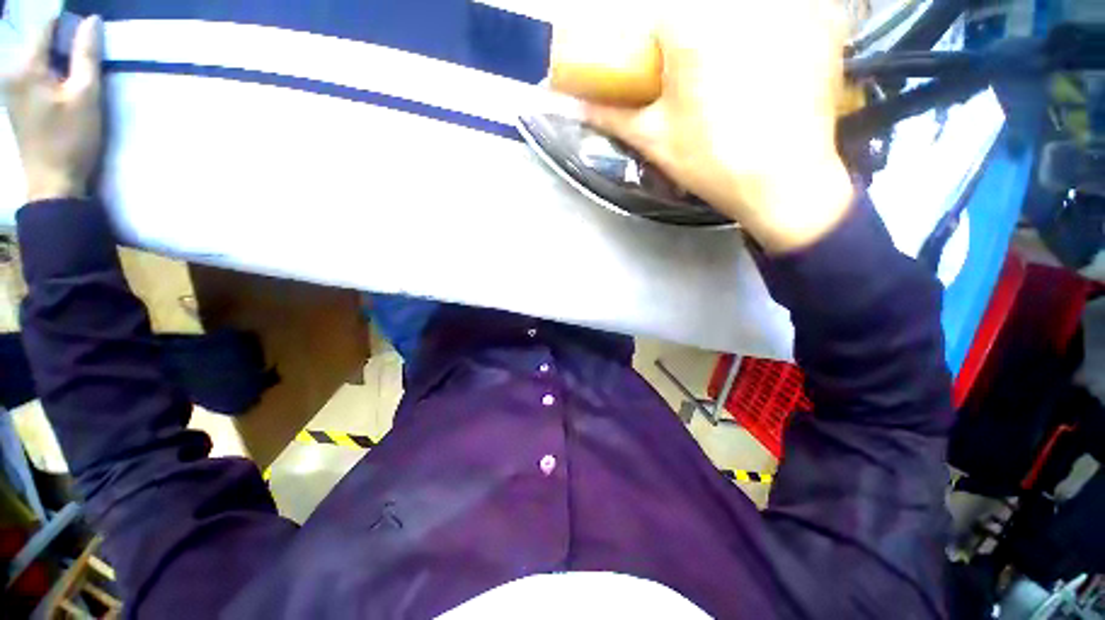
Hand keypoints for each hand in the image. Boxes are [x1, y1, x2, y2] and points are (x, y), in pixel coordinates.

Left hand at [3, 16, 103, 202]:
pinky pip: (33, 72)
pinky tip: (62, 86)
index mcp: (25, 66)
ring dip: (57, 58)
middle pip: (40, 41)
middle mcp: (11, 70)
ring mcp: (11, 87)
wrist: (52, 182)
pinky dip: (50, 72)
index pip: (46, 25)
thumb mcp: (86, 95)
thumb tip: (91, 21)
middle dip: (63, 42)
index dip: (68, 22)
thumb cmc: (71, 139)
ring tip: (76, 72)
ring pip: (37, 57)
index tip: (87, 29)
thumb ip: (86, 55)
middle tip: (85, 56)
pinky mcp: (16, 101)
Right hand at [575, 0, 854, 252]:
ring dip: (727, 33)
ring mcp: (790, 7)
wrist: (786, 183)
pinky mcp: (825, 20)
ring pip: (740, 13)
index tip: (653, 66)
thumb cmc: (714, 162)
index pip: (654, 13)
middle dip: (684, 37)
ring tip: (726, 78)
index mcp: (694, 24)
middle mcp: (743, 3)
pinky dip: (775, 25)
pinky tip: (768, 63)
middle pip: (695, 11)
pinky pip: (790, 9)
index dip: (650, 41)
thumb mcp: (654, 140)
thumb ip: (613, 116)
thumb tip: (578, 106)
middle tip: (685, 74)